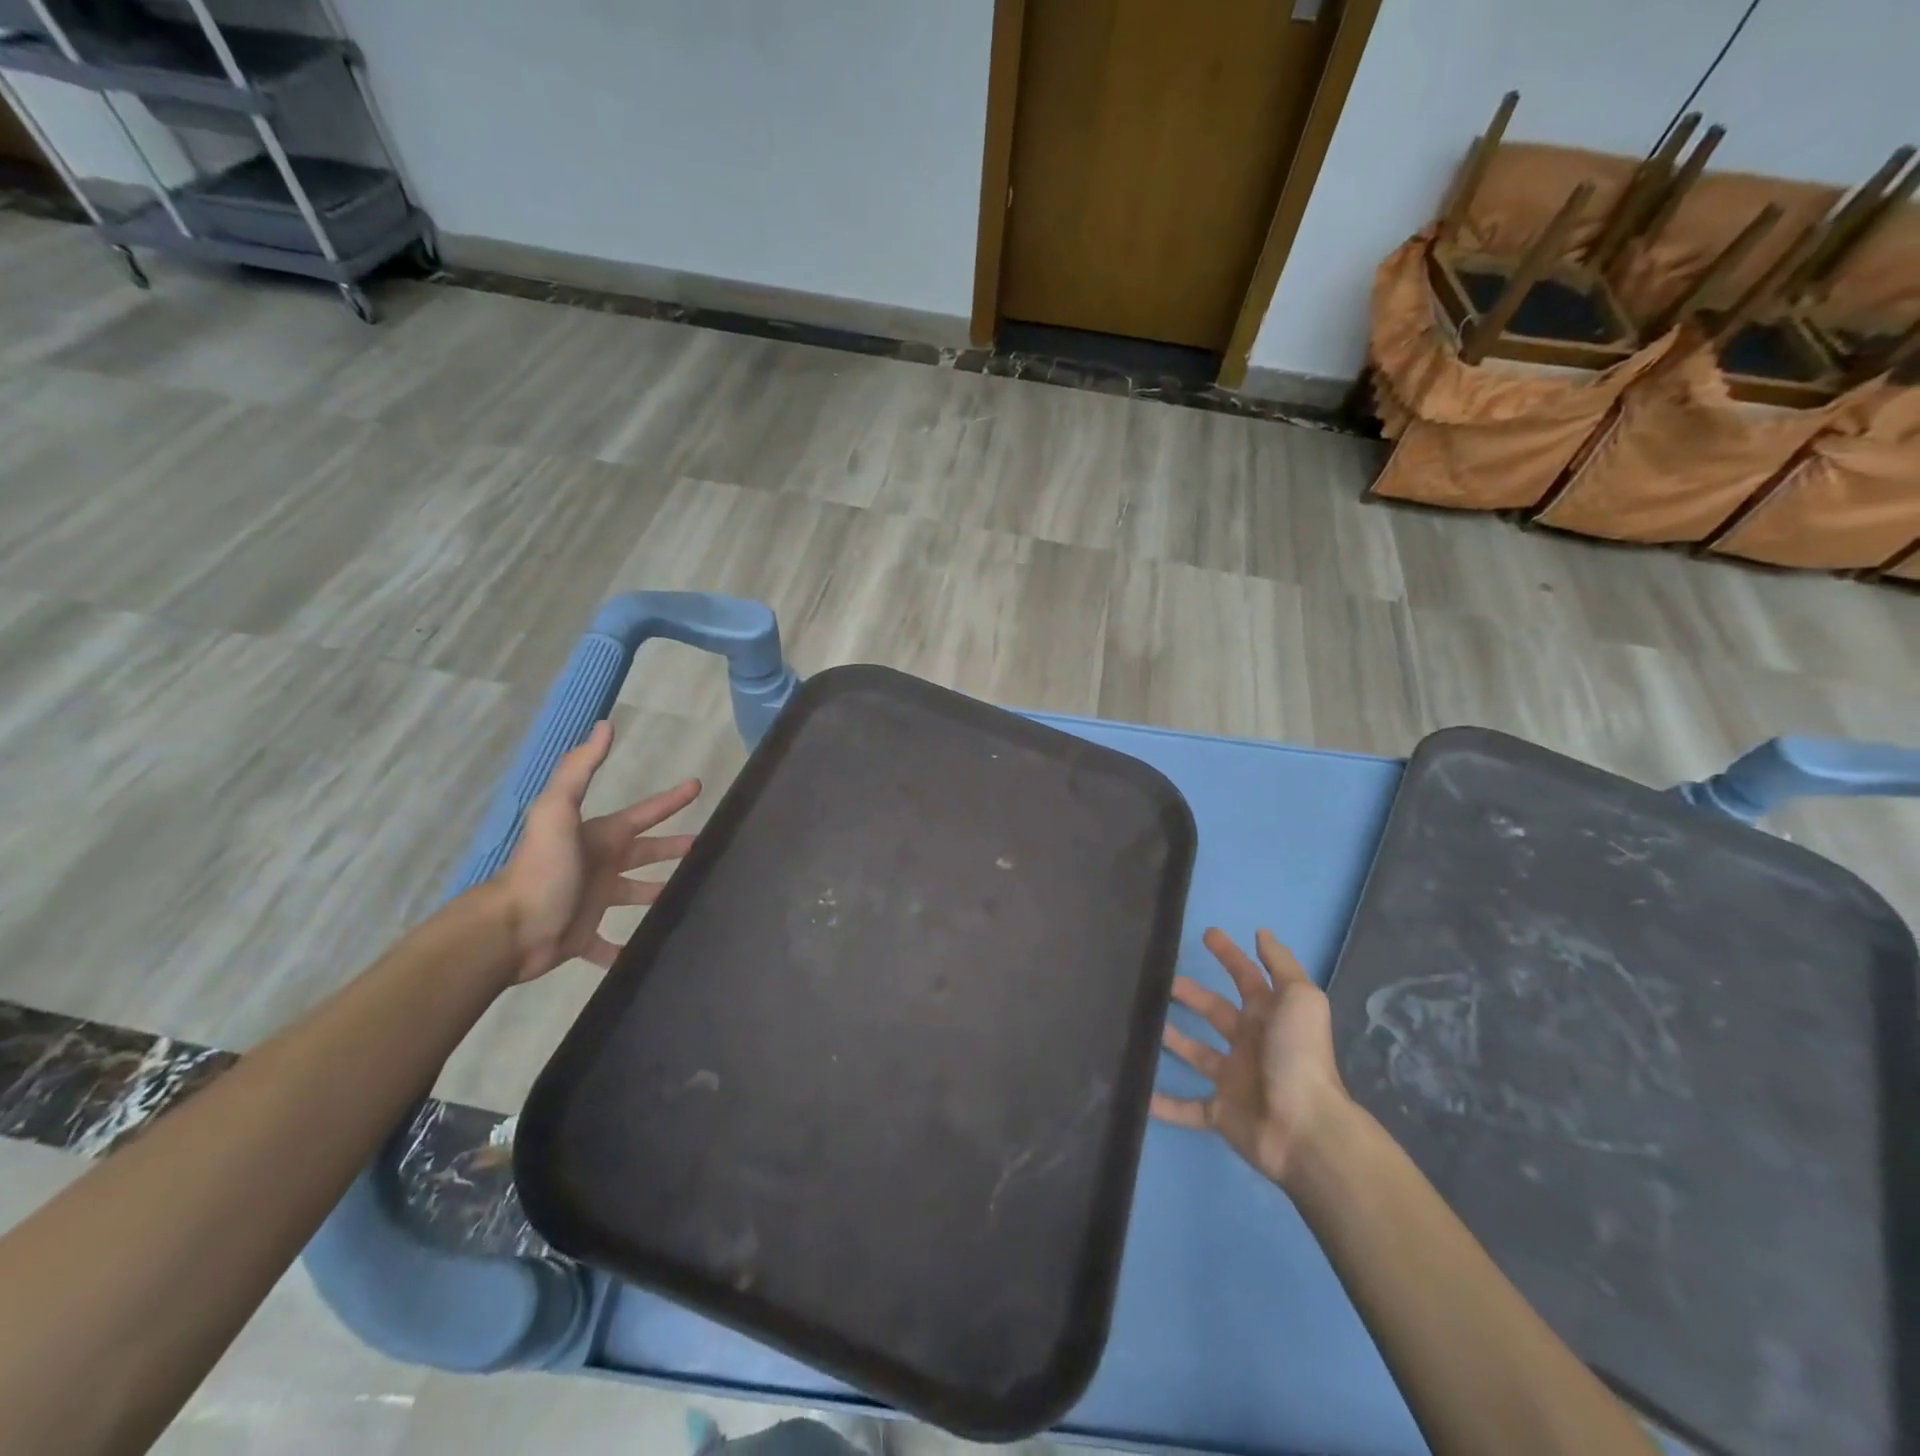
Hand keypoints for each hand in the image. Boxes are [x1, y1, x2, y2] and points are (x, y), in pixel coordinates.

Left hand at [492, 720, 700, 983]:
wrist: (509, 930)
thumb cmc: (543, 869)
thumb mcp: (557, 811)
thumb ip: (579, 769)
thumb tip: (604, 724)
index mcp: (600, 838)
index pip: (643, 814)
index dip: (670, 801)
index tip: (697, 786)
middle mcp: (600, 866)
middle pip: (646, 853)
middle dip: (674, 848)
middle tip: (707, 848)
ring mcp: (592, 902)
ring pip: (636, 895)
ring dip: (658, 894)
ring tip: (690, 897)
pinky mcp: (584, 937)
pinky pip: (611, 945)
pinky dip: (628, 950)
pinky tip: (651, 953)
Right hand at [1152, 927, 1351, 1187]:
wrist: (1304, 1128)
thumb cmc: (1297, 1055)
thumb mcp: (1300, 999)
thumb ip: (1281, 965)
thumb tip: (1262, 933)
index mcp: (1269, 1016)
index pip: (1246, 976)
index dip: (1229, 954)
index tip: (1206, 933)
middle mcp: (1251, 1043)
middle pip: (1216, 1011)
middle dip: (1192, 994)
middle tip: (1161, 980)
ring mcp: (1234, 1079)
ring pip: (1198, 1053)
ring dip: (1174, 1039)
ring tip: (1142, 1022)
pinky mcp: (1220, 1113)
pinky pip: (1188, 1107)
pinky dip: (1165, 1104)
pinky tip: (1139, 1093)